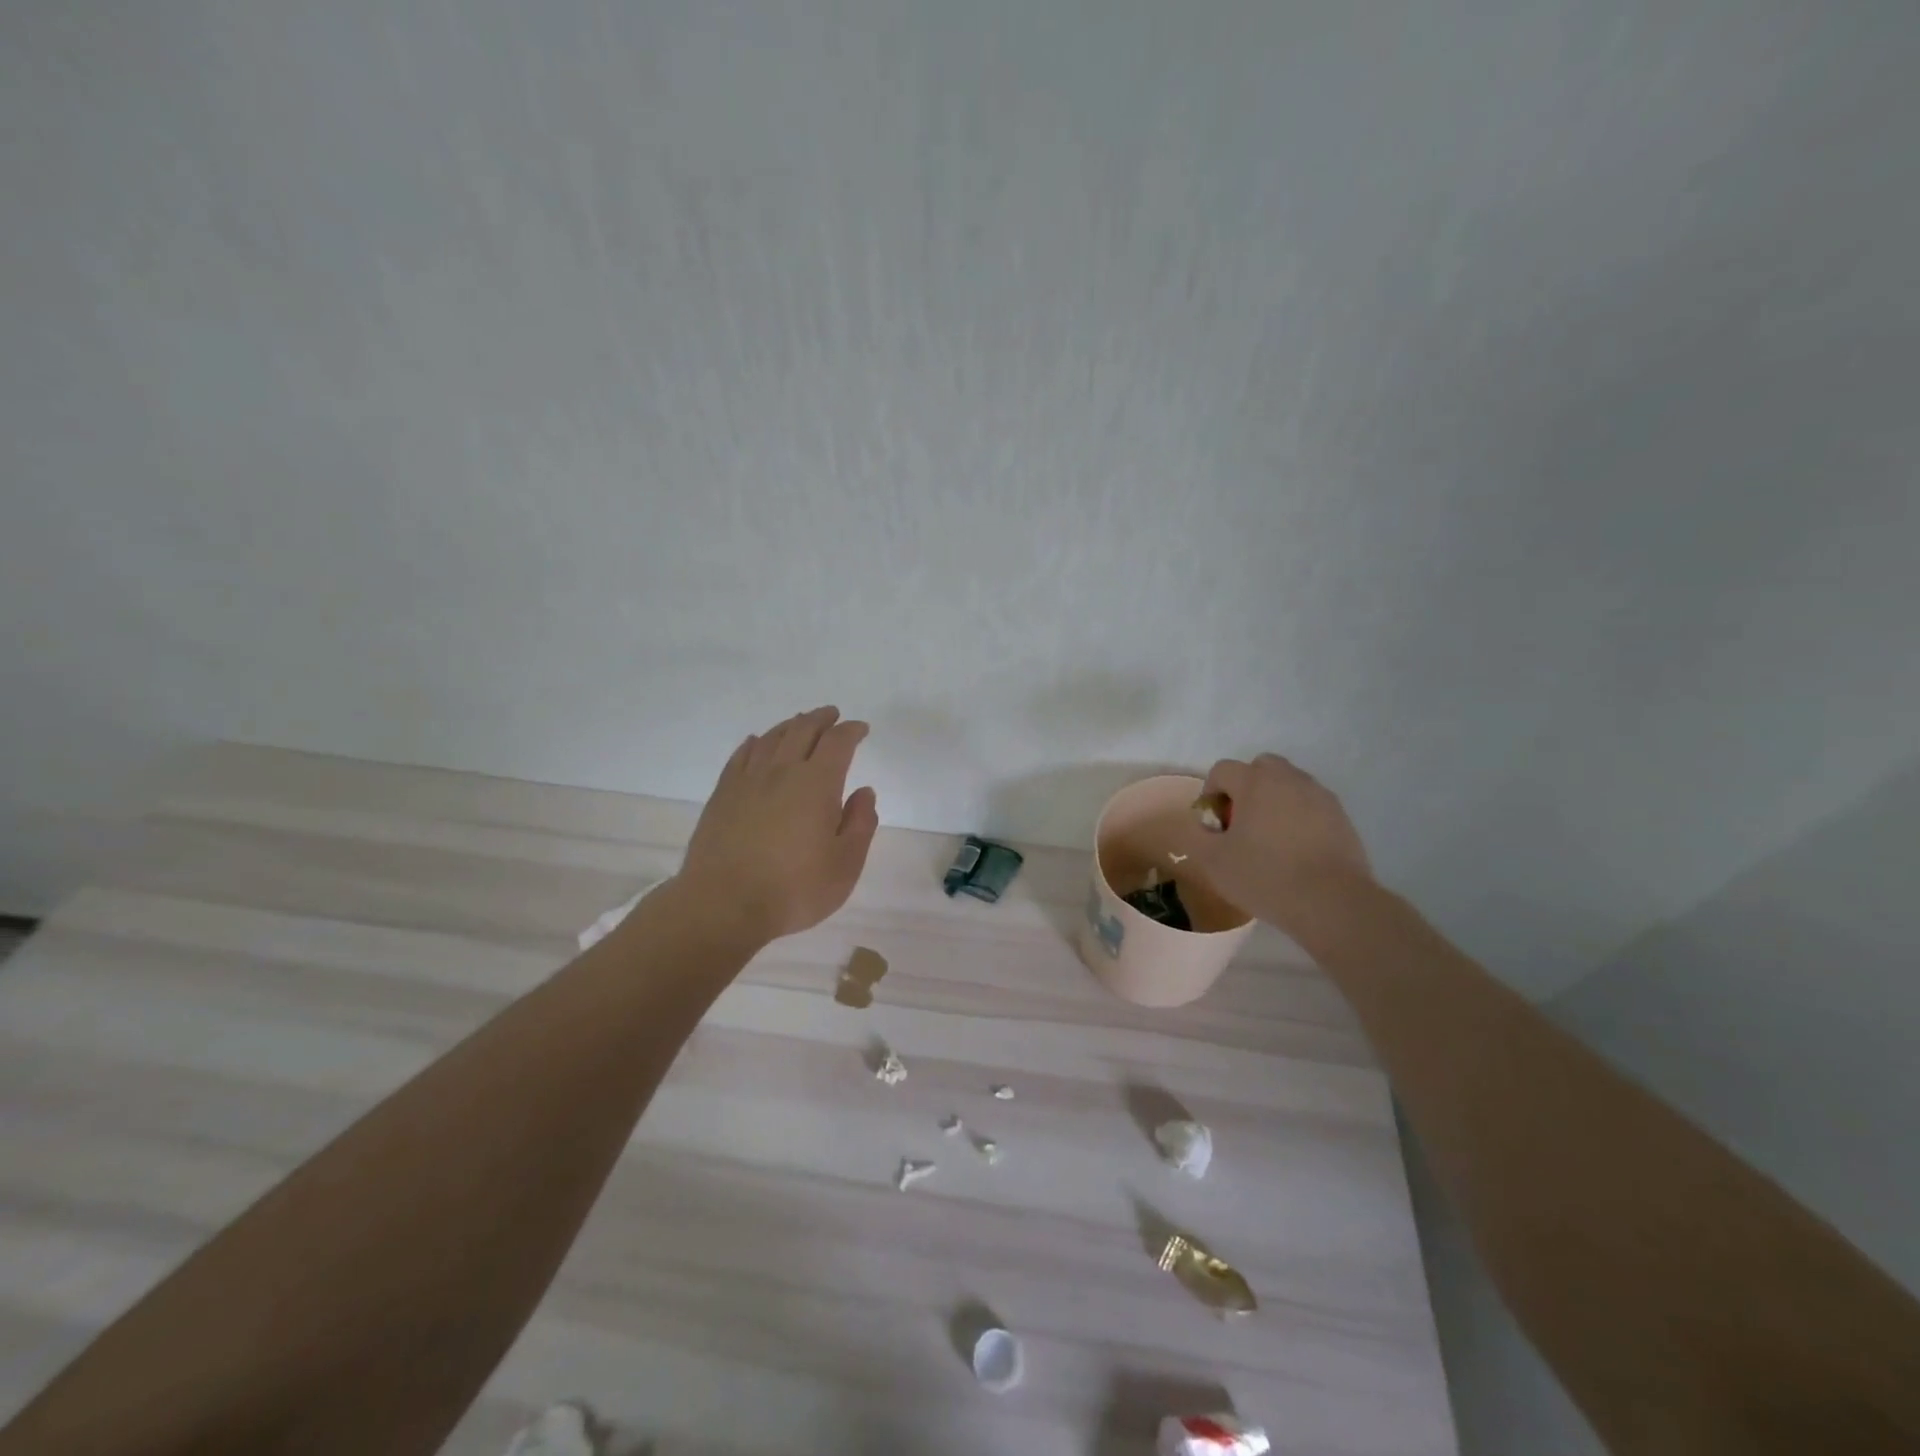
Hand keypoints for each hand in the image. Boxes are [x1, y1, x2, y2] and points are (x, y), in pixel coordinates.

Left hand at [675, 706, 879, 944]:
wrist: (722, 904)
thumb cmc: (793, 889)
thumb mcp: (845, 865)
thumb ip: (860, 824)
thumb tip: (863, 792)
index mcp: (816, 784)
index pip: (837, 743)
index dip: (851, 731)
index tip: (861, 729)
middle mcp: (781, 771)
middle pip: (802, 730)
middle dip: (821, 719)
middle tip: (832, 715)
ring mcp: (747, 781)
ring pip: (771, 738)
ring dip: (790, 725)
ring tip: (800, 723)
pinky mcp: (722, 795)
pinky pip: (740, 756)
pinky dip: (754, 743)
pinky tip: (756, 742)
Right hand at [1190, 753, 1373, 934]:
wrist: (1331, 902)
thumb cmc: (1265, 876)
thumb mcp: (1213, 861)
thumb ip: (1198, 836)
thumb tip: (1204, 826)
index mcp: (1254, 782)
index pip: (1223, 770)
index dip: (1211, 792)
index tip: (1214, 823)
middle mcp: (1288, 779)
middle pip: (1260, 767)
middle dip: (1246, 787)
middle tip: (1242, 822)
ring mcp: (1319, 795)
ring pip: (1288, 784)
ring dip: (1274, 800)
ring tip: (1270, 838)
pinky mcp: (1341, 816)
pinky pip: (1311, 804)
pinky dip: (1299, 816)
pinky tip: (1296, 849)